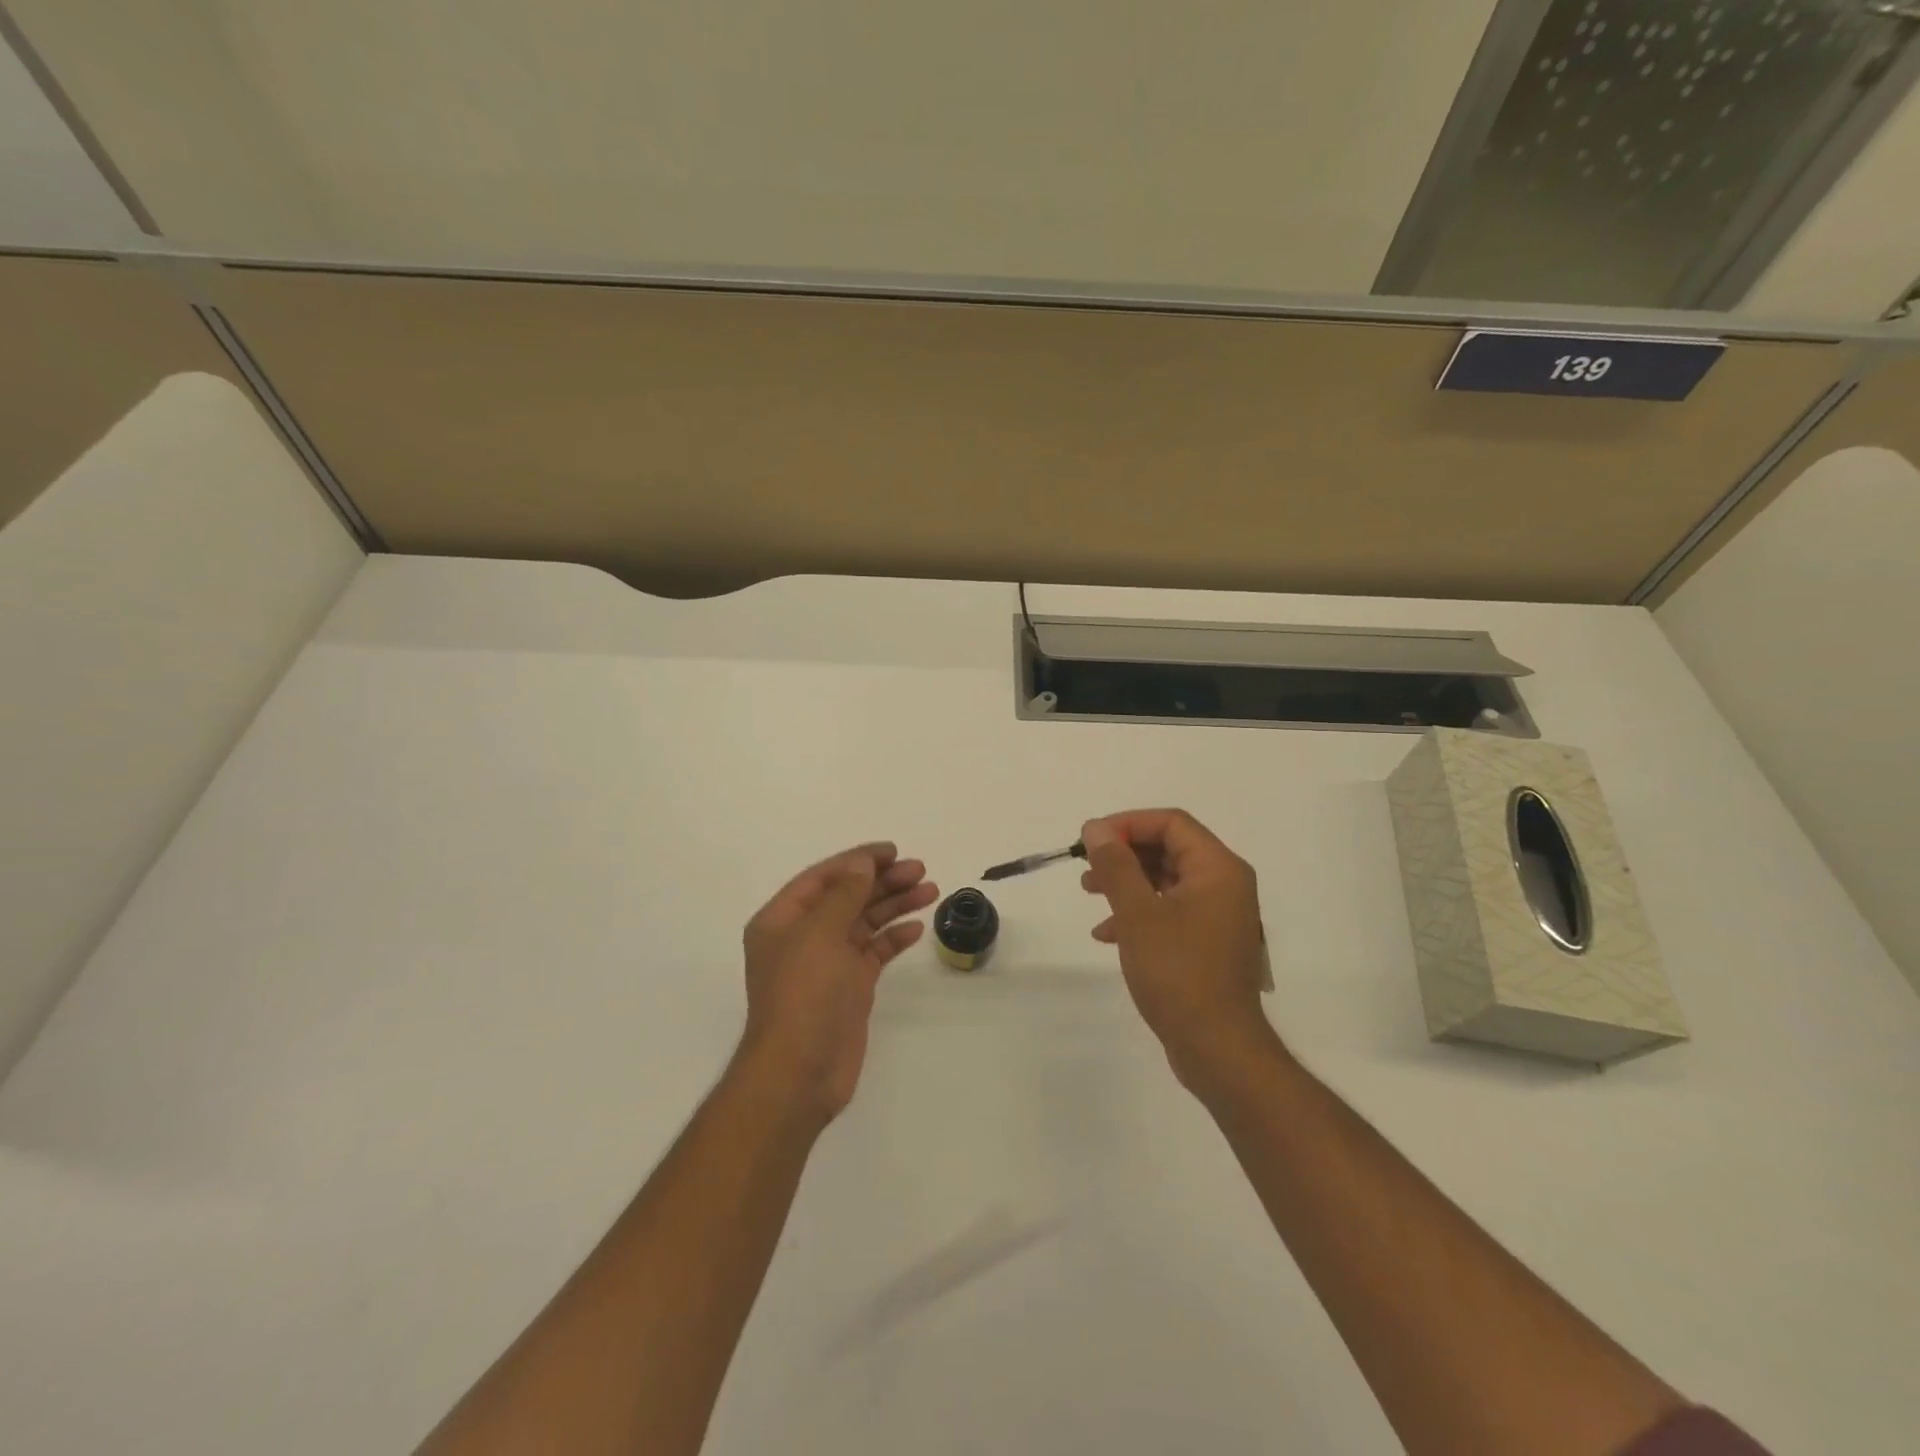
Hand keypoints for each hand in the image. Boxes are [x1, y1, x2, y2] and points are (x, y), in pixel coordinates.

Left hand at [737, 842, 936, 1124]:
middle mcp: (803, 936)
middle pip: (847, 896)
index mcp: (783, 919)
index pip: (823, 877)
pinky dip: (894, 937)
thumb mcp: (821, 934)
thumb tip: (862, 862)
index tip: (892, 851)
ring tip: (930, 889)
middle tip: (920, 870)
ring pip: (864, 922)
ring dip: (894, 904)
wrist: (801, 1072)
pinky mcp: (849, 987)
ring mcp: (827, 963)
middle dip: (882, 881)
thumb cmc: (804, 994)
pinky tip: (917, 927)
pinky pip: (874, 951)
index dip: (857, 860)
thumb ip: (844, 894)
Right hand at [1081, 810, 1277, 1092]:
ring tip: (1089, 893)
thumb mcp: (1138, 913)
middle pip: (1169, 849)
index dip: (1127, 824)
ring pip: (1166, 881)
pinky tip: (1107, 934)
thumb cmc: (1178, 971)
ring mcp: (1218, 915)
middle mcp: (1224, 884)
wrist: (1217, 1047)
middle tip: (1086, 866)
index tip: (1091, 839)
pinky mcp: (1207, 942)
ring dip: (1126, 882)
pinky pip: (1170, 910)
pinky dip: (1139, 913)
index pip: (1171, 823)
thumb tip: (1096, 828)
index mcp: (1218, 868)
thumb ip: (1116, 865)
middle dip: (1123, 854)